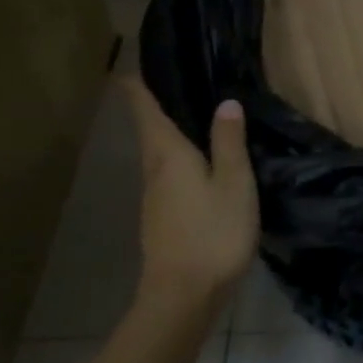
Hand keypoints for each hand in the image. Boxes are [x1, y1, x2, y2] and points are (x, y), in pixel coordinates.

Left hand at [121, 77, 259, 311]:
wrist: (183, 296)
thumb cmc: (213, 233)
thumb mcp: (234, 183)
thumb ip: (229, 142)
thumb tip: (225, 102)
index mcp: (169, 155)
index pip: (146, 111)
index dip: (136, 87)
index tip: (128, 66)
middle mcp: (154, 171)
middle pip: (149, 131)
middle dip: (154, 106)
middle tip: (172, 82)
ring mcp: (154, 198)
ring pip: (158, 154)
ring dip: (168, 132)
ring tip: (191, 116)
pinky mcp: (161, 219)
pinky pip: (167, 174)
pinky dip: (177, 157)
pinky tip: (198, 163)